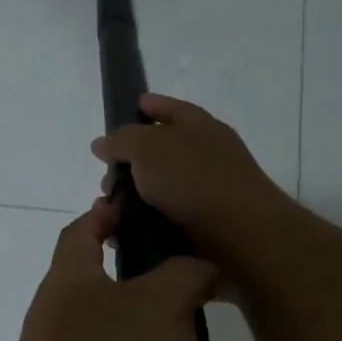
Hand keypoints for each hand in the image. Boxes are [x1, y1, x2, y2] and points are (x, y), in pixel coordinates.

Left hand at [0, 199, 219, 340]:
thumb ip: (185, 276)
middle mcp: (65, 321)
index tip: (133, 207)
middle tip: (202, 299)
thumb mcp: (159, 303)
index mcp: (71, 281)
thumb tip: (199, 269)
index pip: (81, 232)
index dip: (105, 214)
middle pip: (113, 294)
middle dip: (159, 297)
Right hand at [90, 95, 291, 265]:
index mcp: (199, 127)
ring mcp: (204, 193)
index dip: (151, 105)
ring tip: (108, 211)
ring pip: (156, 191)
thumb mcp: (148, 148)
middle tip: (106, 177)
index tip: (131, 107)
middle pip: (159, 153)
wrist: (239, 236)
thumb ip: (121, 140)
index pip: (171, 108)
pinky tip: (120, 233)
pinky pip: (161, 221)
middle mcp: (204, 157)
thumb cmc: (194, 180)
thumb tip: (102, 144)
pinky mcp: (200, 226)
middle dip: (128, 164)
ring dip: (129, 199)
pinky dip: (140, 225)